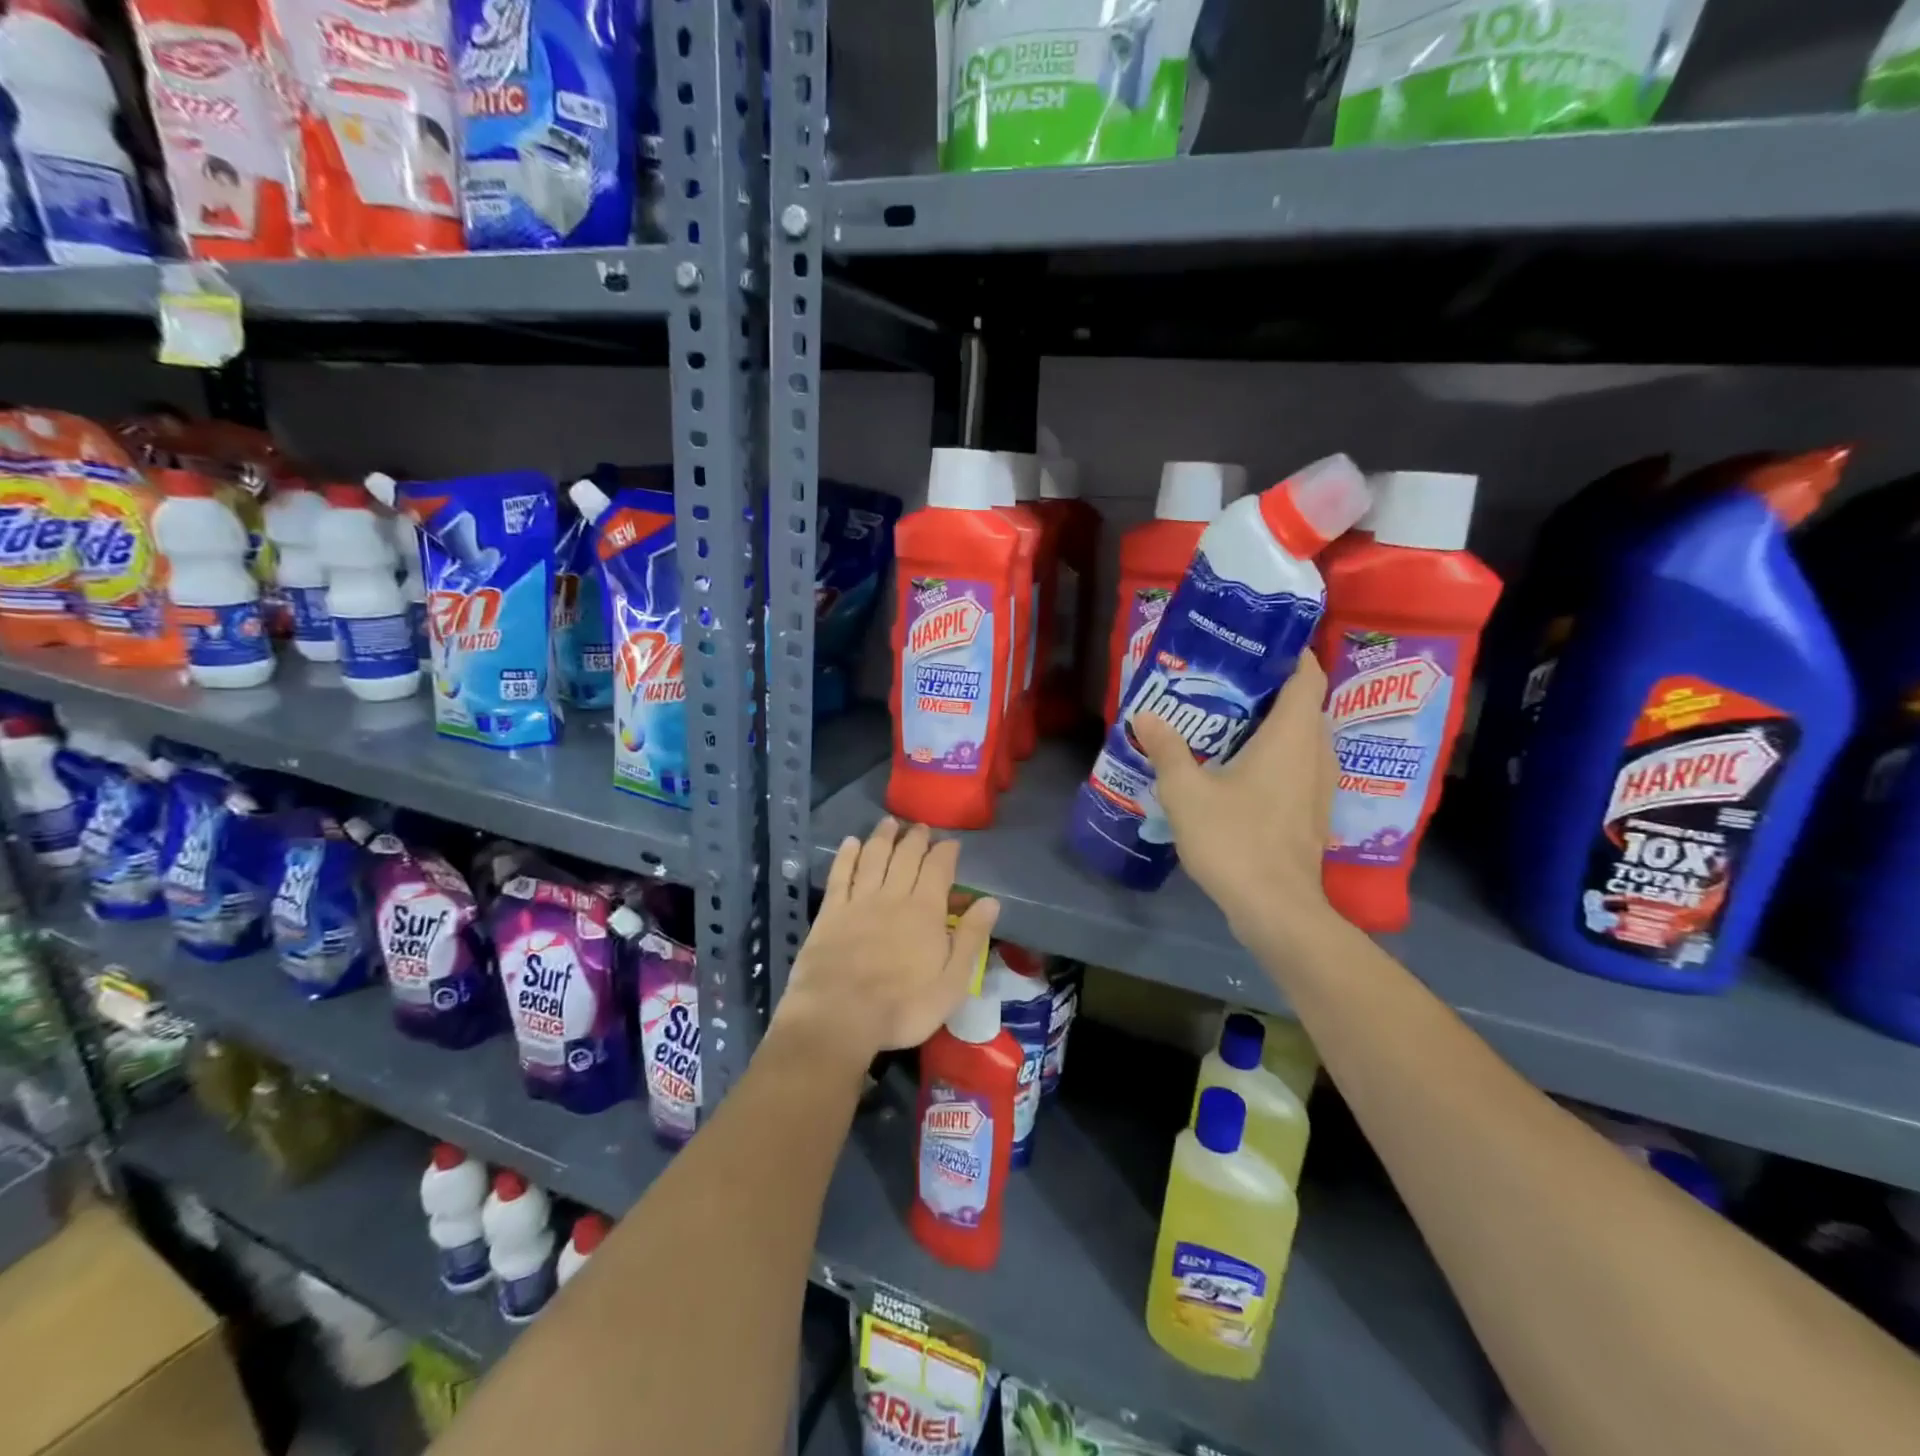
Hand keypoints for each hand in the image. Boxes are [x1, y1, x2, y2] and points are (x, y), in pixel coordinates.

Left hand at [775, 818, 1000, 1065]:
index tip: (951, 842)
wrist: (839, 1016)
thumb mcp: (952, 982)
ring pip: (873, 857)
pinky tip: (851, 842)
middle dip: (916, 838)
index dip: (946, 852)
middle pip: (906, 856)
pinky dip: (847, 855)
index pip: (939, 869)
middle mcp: (893, 896)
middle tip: (921, 827)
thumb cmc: (903, 1007)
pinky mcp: (831, 912)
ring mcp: (859, 901)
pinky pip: (841, 874)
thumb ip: (971, 938)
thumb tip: (990, 901)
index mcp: (926, 911)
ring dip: (883, 837)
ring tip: (890, 822)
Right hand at [1131, 653, 1339, 955]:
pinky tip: (1240, 770)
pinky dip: (1277, 756)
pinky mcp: (1313, 813)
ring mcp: (1319, 787)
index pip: (1308, 676)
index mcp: (1292, 736)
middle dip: (1271, 690)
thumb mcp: (1187, 792)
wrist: (1276, 909)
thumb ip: (1167, 749)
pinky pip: (1300, 767)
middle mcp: (1316, 754)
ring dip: (1274, 726)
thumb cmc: (1235, 840)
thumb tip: (1145, 715)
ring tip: (1229, 722)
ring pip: (1304, 739)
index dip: (1290, 654)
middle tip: (1226, 684)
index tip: (1255, 646)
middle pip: (1305, 705)